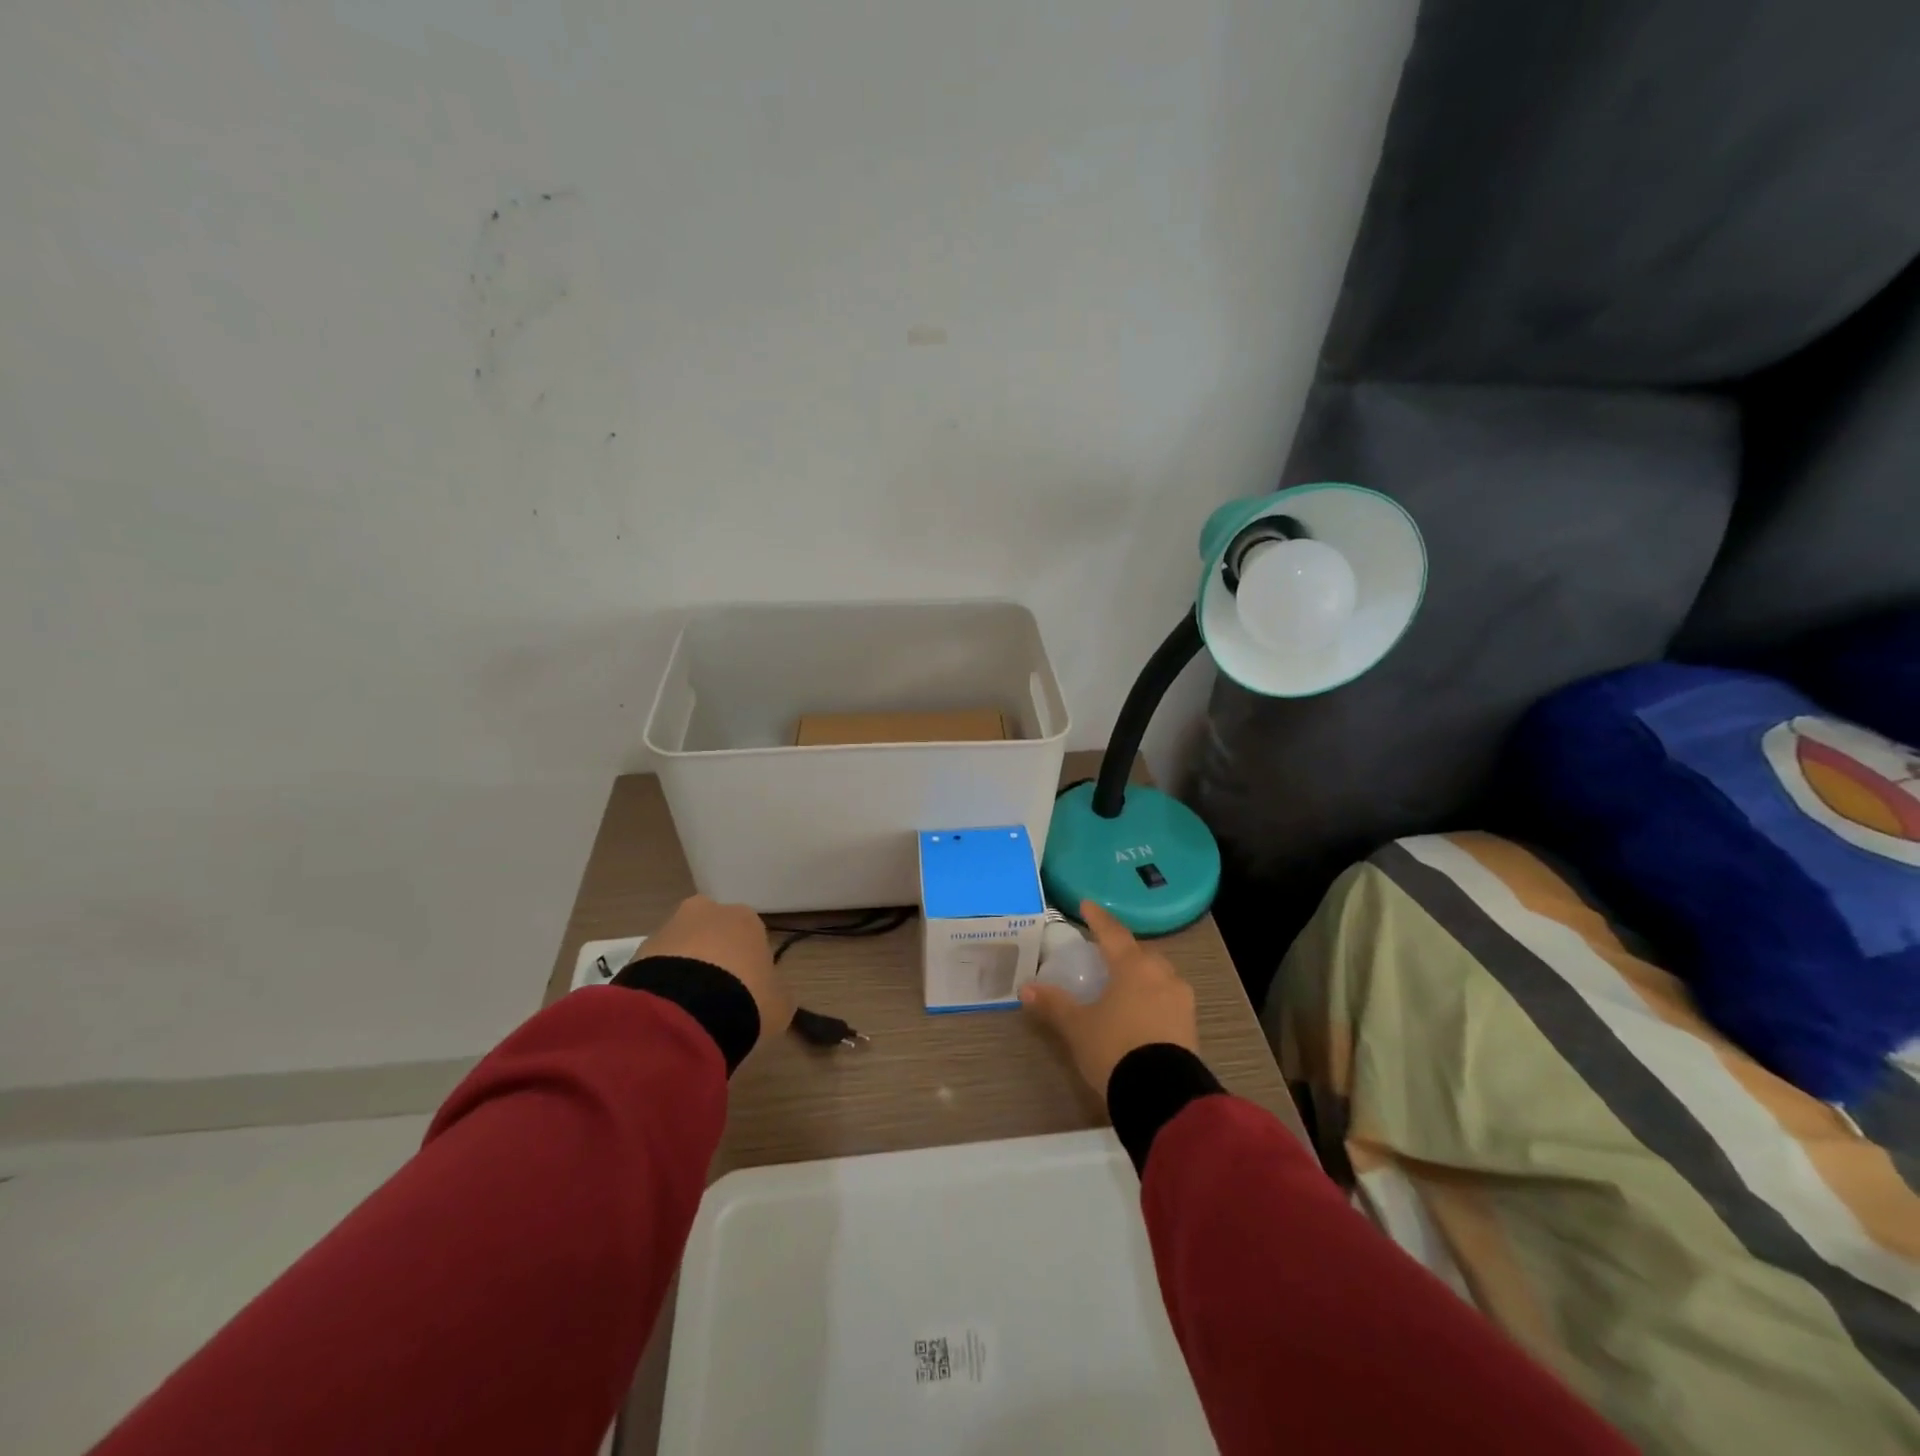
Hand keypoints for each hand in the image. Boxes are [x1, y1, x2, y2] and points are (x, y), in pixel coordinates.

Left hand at [630, 895, 790, 1049]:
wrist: (684, 1012)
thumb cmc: (745, 998)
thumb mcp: (780, 1003)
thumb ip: (776, 992)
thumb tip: (770, 994)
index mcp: (746, 917)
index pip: (750, 937)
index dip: (749, 965)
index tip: (747, 991)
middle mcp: (707, 911)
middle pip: (713, 934)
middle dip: (713, 959)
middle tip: (715, 997)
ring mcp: (668, 928)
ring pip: (682, 948)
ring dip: (685, 971)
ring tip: (688, 1010)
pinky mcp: (638, 951)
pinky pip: (657, 967)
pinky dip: (662, 985)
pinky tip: (668, 1012)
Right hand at [1020, 901, 1198, 1094]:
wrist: (1162, 1095)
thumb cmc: (1115, 1048)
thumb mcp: (1078, 1027)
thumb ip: (1054, 1004)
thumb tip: (1025, 988)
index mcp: (1133, 966)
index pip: (1112, 933)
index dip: (1097, 919)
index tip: (1086, 905)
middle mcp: (1162, 975)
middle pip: (1140, 953)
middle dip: (1123, 950)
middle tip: (1104, 953)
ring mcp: (1181, 1000)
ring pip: (1158, 975)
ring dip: (1141, 974)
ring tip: (1122, 984)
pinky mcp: (1190, 1026)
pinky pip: (1167, 999)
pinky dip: (1152, 997)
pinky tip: (1140, 1012)